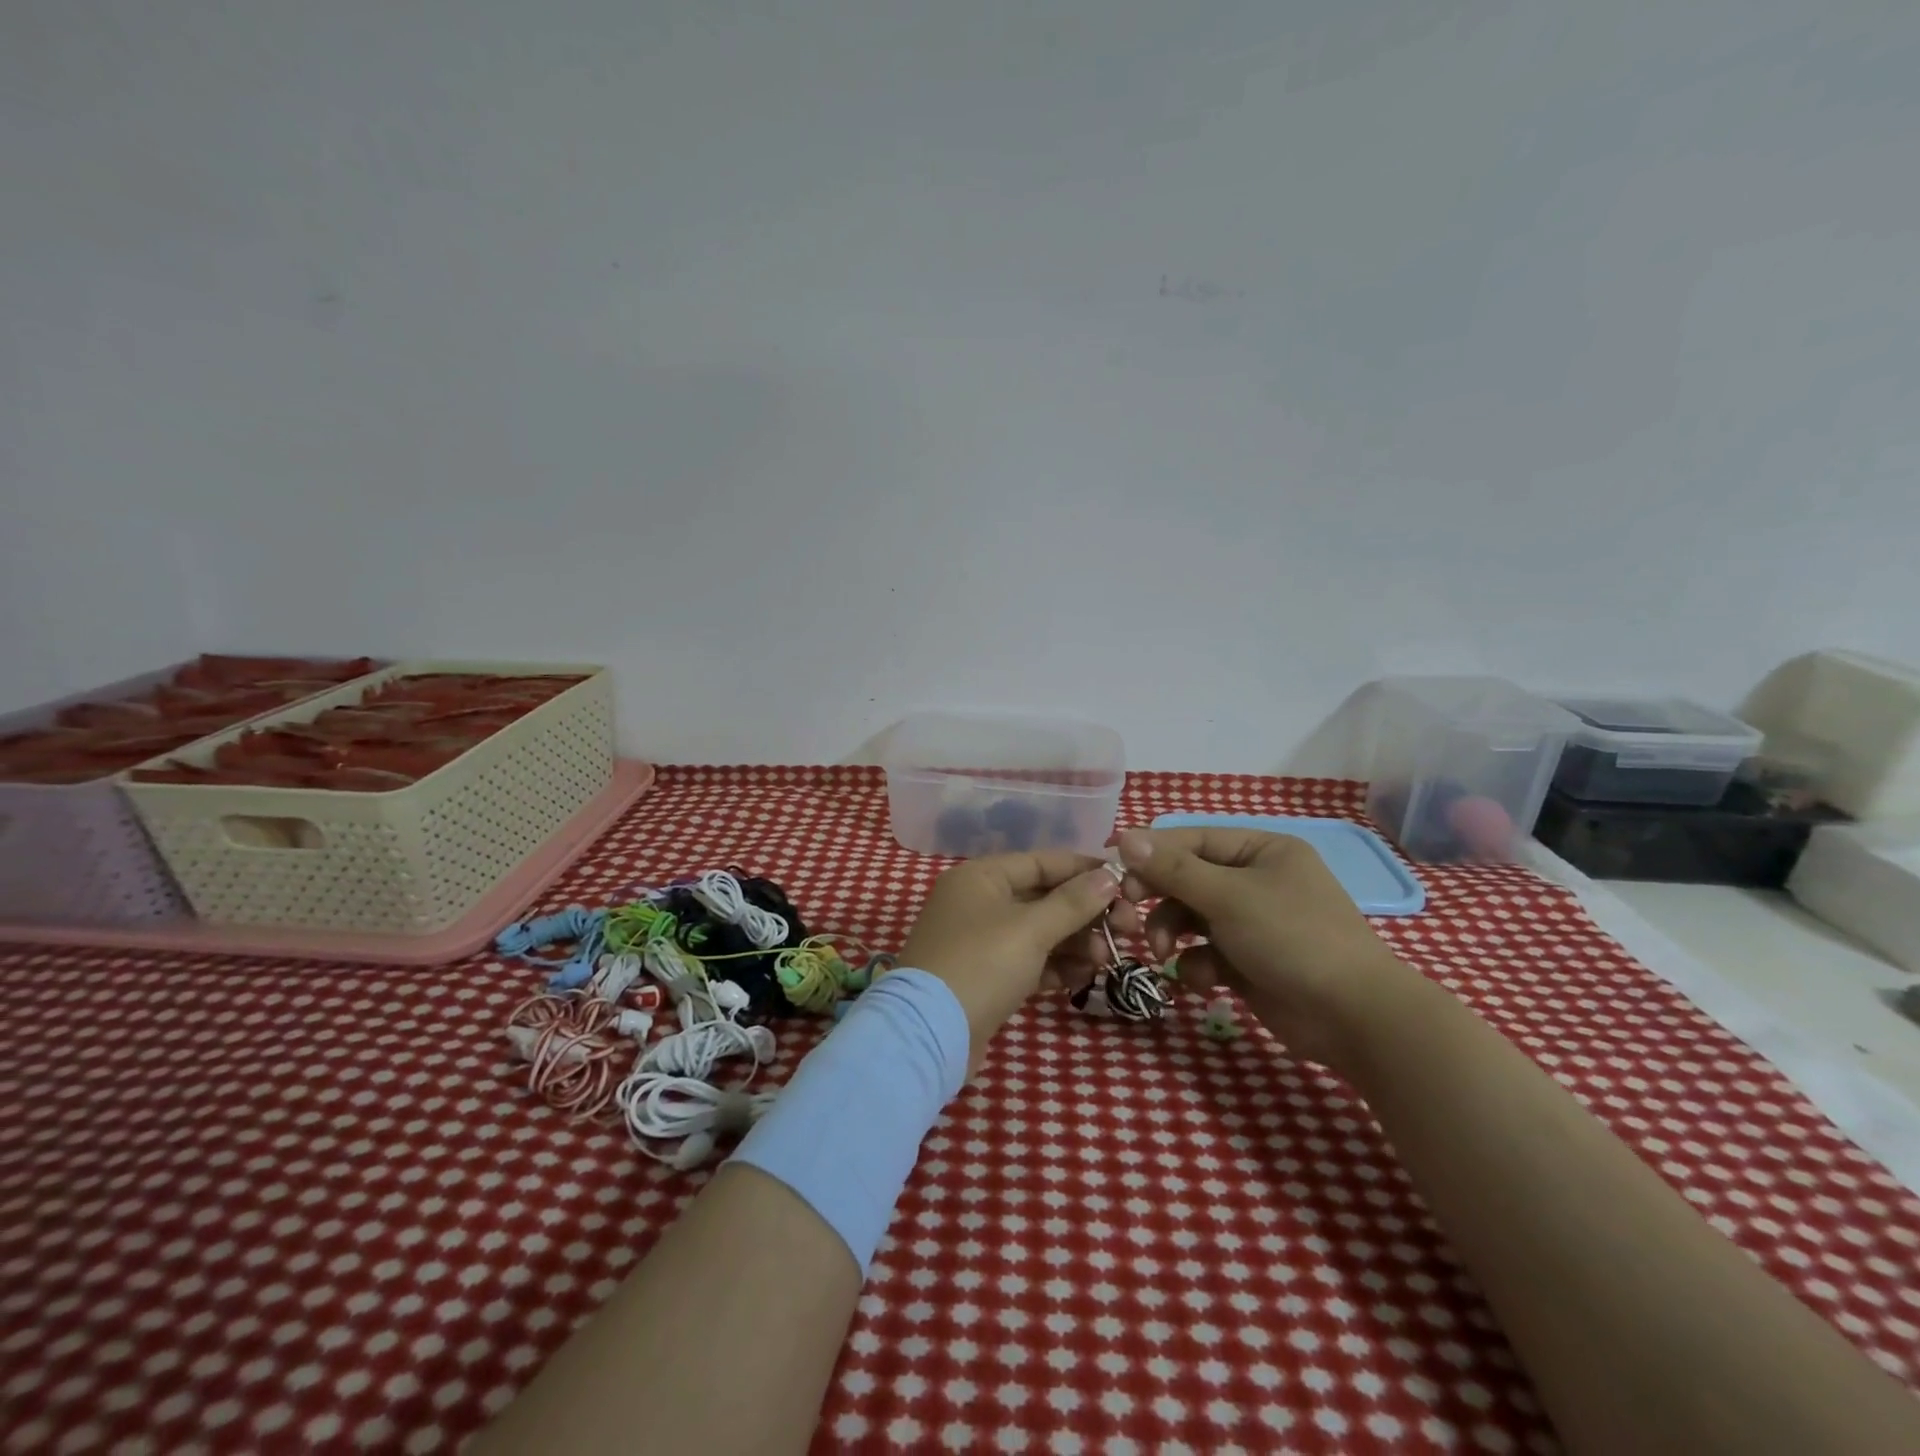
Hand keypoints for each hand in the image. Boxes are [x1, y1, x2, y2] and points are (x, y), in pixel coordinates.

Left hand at [900, 850, 1136, 1072]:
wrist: (930, 1034)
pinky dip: (1055, 966)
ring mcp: (980, 941)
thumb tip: (1108, 875)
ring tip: (1106, 958)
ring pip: (1038, 932)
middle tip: (1127, 928)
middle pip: (1043, 897)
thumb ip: (1073, 902)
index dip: (1084, 870)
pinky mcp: (985, 976)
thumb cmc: (981, 965)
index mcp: (981, 877)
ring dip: (1074, 942)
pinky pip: (1028, 961)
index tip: (1125, 881)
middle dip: (1085, 913)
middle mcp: (978, 902)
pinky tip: (1084, 976)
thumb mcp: (1031, 929)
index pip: (1042, 862)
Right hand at [1114, 827, 1420, 1070]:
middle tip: (1128, 915)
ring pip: (1191, 919)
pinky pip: (1206, 953)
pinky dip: (1197, 966)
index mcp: (1261, 851)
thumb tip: (1124, 836)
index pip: (1192, 840)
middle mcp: (1256, 881)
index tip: (1111, 866)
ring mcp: (1253, 924)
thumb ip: (1173, 869)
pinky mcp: (1249, 963)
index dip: (1150, 852)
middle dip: (1158, 900)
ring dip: (1170, 935)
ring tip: (1161, 954)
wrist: (1352, 1017)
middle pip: (1187, 880)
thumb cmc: (1291, 937)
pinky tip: (1203, 982)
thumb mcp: (1227, 896)